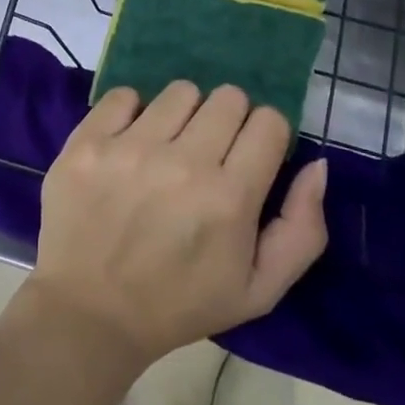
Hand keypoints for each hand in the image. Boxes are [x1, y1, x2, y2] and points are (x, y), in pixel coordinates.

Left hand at [25, 82, 327, 369]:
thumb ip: (302, 229)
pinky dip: (132, 113)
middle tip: (209, 152)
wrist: (90, 313)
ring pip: (180, 91)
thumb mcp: (259, 290)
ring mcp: (130, 148)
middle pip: (227, 97)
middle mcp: (182, 163)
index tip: (250, 155)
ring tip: (168, 147)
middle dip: (228, 120)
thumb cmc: (180, 303)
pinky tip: (129, 144)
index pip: (269, 121)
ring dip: (183, 114)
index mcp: (229, 198)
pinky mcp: (88, 142)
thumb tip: (316, 165)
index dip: (265, 135)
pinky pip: (124, 95)